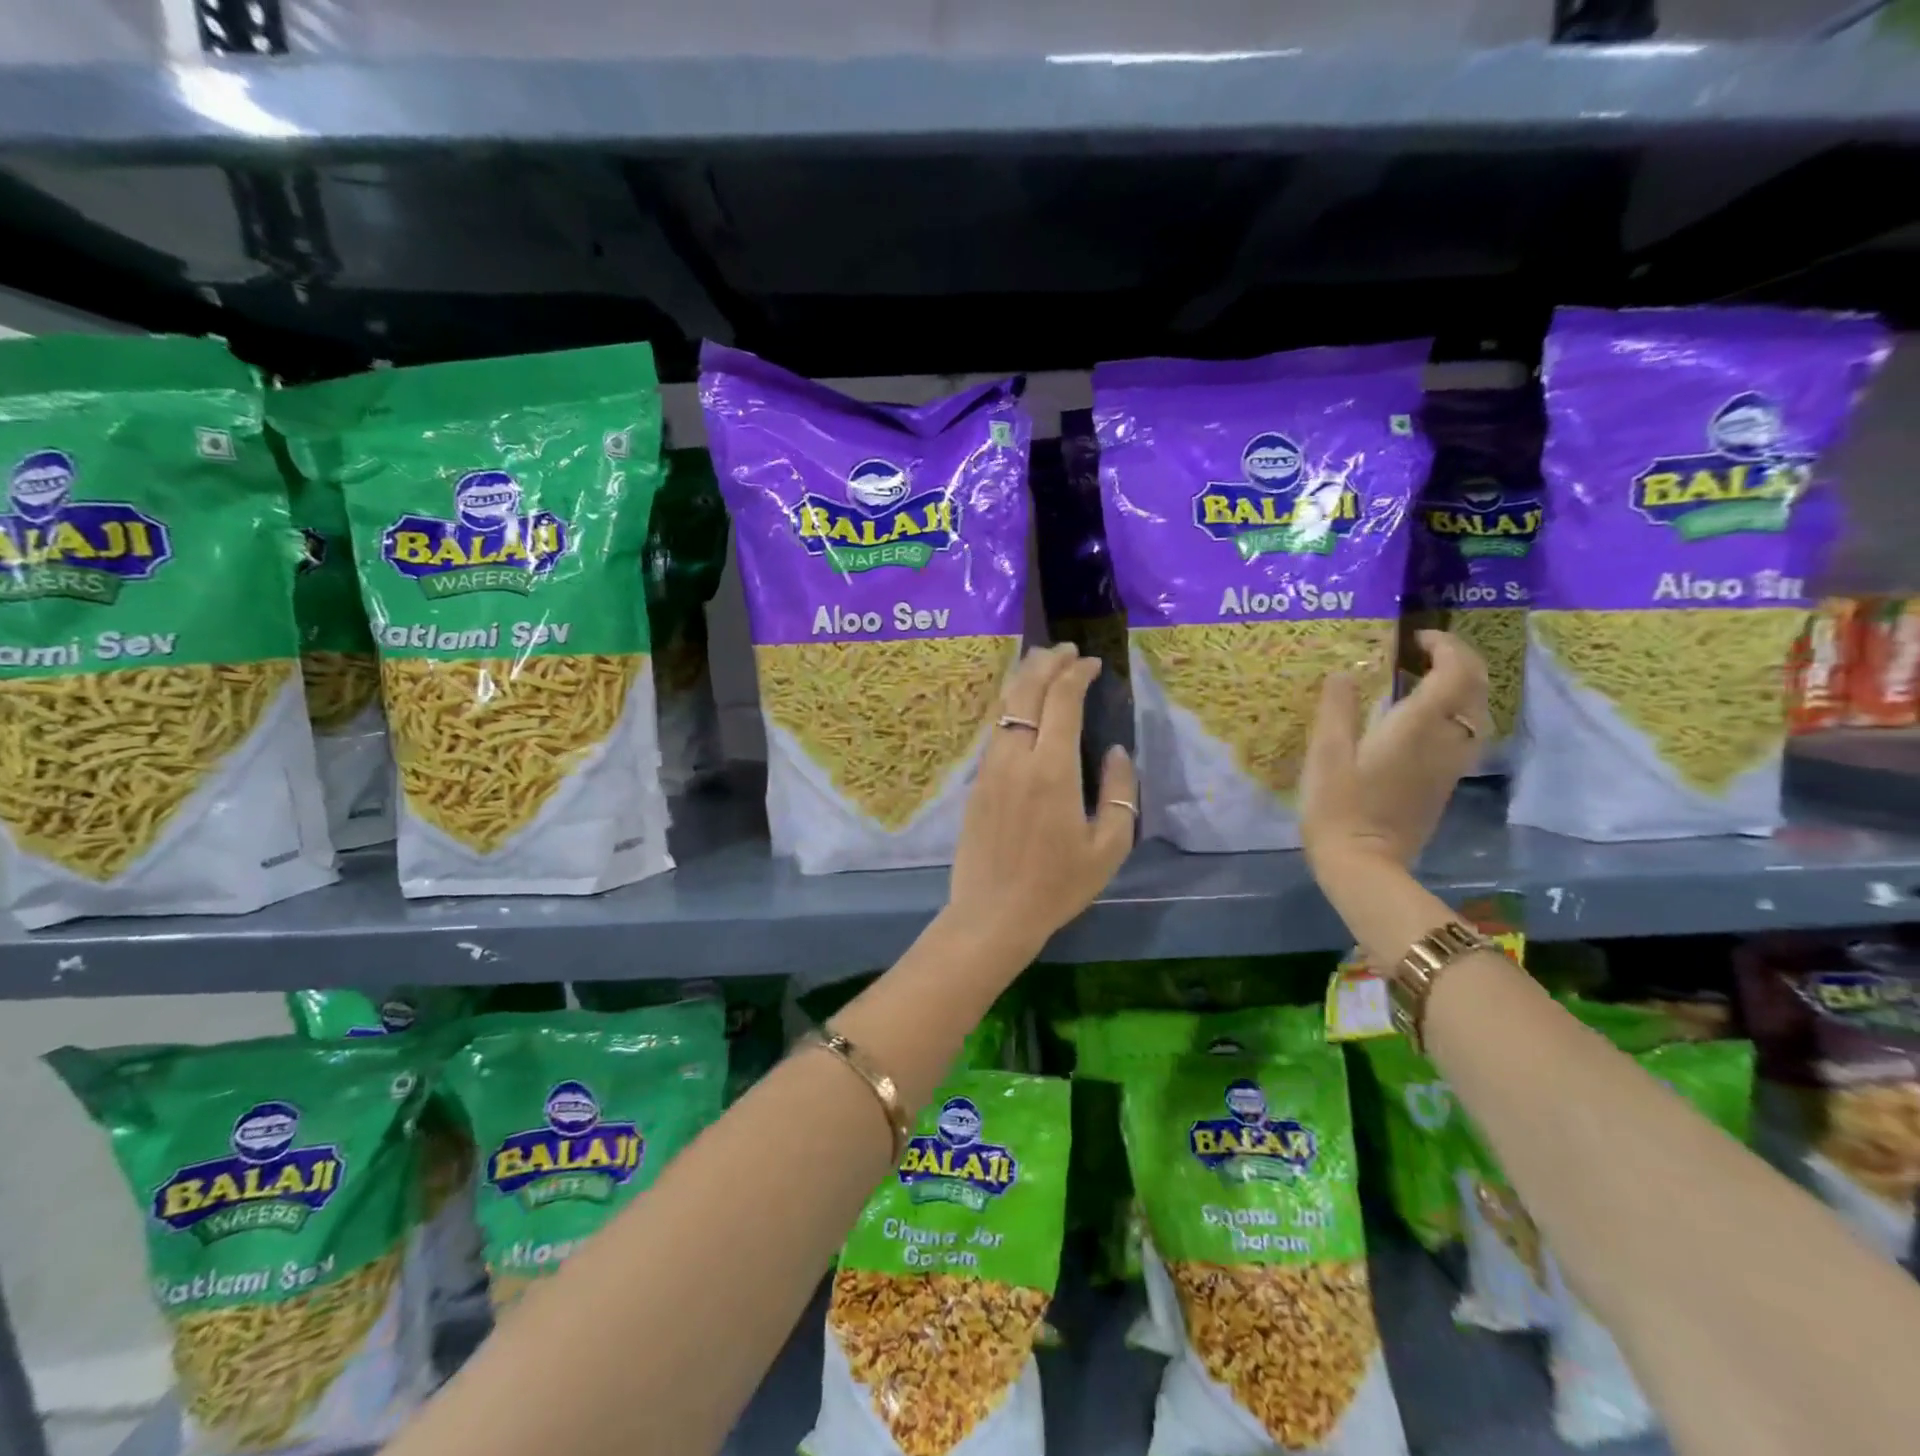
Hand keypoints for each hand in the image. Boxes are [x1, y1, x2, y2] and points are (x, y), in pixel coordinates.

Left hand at [945, 644, 1137, 961]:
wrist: (993, 913)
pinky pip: (995, 729)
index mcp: (1052, 770)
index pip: (1062, 700)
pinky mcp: (977, 781)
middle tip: (1066, 650)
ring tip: (1042, 663)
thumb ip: (1119, 791)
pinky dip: (1011, 705)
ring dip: (1024, 679)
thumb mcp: (1108, 846)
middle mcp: (1016, 757)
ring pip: (1005, 706)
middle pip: (1027, 692)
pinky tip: (1021, 705)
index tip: (1092, 664)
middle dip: (1047, 663)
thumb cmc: (1058, 885)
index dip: (1077, 674)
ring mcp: (990, 767)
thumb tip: (1116, 751)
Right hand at [1299, 629, 1489, 874]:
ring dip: (1461, 686)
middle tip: (1424, 651)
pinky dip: (1455, 712)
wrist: (1363, 864)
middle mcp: (1445, 741)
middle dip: (1459, 660)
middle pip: (1476, 688)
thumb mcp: (1325, 754)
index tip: (1414, 638)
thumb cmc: (1338, 807)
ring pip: (1477, 712)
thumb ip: (1337, 708)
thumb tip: (1345, 673)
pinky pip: (1465, 734)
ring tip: (1425, 678)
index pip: (1455, 672)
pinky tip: (1424, 717)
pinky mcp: (1445, 783)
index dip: (1444, 646)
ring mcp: (1450, 765)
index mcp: (1417, 727)